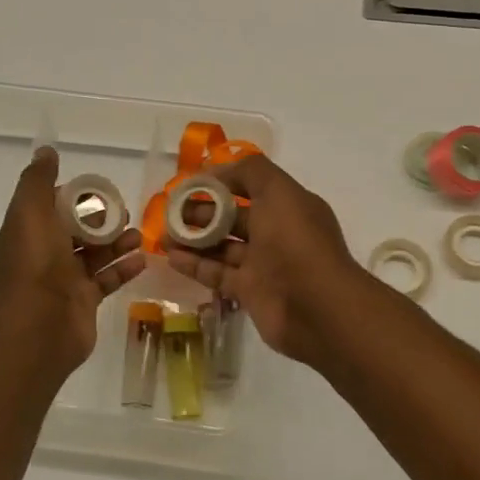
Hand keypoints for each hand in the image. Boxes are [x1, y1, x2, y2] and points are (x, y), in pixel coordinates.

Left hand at [0, 147, 145, 370]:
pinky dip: (123, 269)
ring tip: (138, 236)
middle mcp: (43, 255)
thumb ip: (38, 181)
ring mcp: (64, 280)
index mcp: (27, 232)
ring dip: (116, 243)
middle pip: (76, 230)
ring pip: (94, 254)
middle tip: (125, 214)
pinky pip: (106, 280)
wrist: (40, 325)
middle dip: (101, 220)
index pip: (51, 206)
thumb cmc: (36, 263)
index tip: (98, 190)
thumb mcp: (31, 212)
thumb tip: (45, 151)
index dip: (74, 197)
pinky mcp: (83, 301)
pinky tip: (142, 260)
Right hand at [166, 154, 369, 363]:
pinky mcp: (250, 292)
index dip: (221, 183)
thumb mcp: (278, 191)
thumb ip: (250, 172)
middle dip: (202, 212)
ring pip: (222, 246)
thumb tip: (217, 172)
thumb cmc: (296, 241)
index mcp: (287, 205)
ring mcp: (263, 264)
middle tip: (169, 212)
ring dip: (193, 239)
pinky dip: (195, 265)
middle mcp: (276, 233)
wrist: (316, 307)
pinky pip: (218, 273)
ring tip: (163, 235)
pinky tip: (171, 257)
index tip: (190, 184)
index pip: (250, 187)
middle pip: (232, 217)